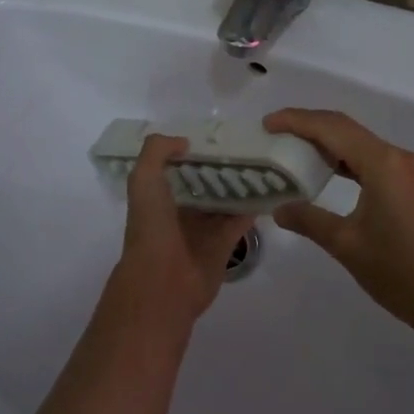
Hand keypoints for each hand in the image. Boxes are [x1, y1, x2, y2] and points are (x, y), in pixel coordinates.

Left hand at [116, 135, 254, 322]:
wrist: (163, 282)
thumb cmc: (151, 227)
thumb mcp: (143, 179)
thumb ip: (157, 151)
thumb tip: (185, 141)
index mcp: (160, 194)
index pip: (180, 165)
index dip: (194, 148)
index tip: (218, 131)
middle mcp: (183, 209)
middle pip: (206, 180)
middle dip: (222, 163)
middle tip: (248, 141)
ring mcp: (205, 227)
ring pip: (226, 198)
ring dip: (241, 182)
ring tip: (265, 157)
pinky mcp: (225, 243)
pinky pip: (242, 218)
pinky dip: (254, 205)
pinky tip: (270, 185)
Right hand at [265, 108, 413, 341]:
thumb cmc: (399, 271)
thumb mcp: (346, 245)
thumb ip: (309, 220)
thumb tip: (279, 208)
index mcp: (381, 163)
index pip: (331, 128)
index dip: (296, 120)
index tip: (267, 123)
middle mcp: (395, 157)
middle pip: (345, 128)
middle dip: (308, 125)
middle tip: (274, 133)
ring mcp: (405, 171)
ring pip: (358, 142)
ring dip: (326, 142)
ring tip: (292, 149)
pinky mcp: (408, 186)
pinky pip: (369, 159)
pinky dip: (343, 159)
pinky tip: (324, 171)